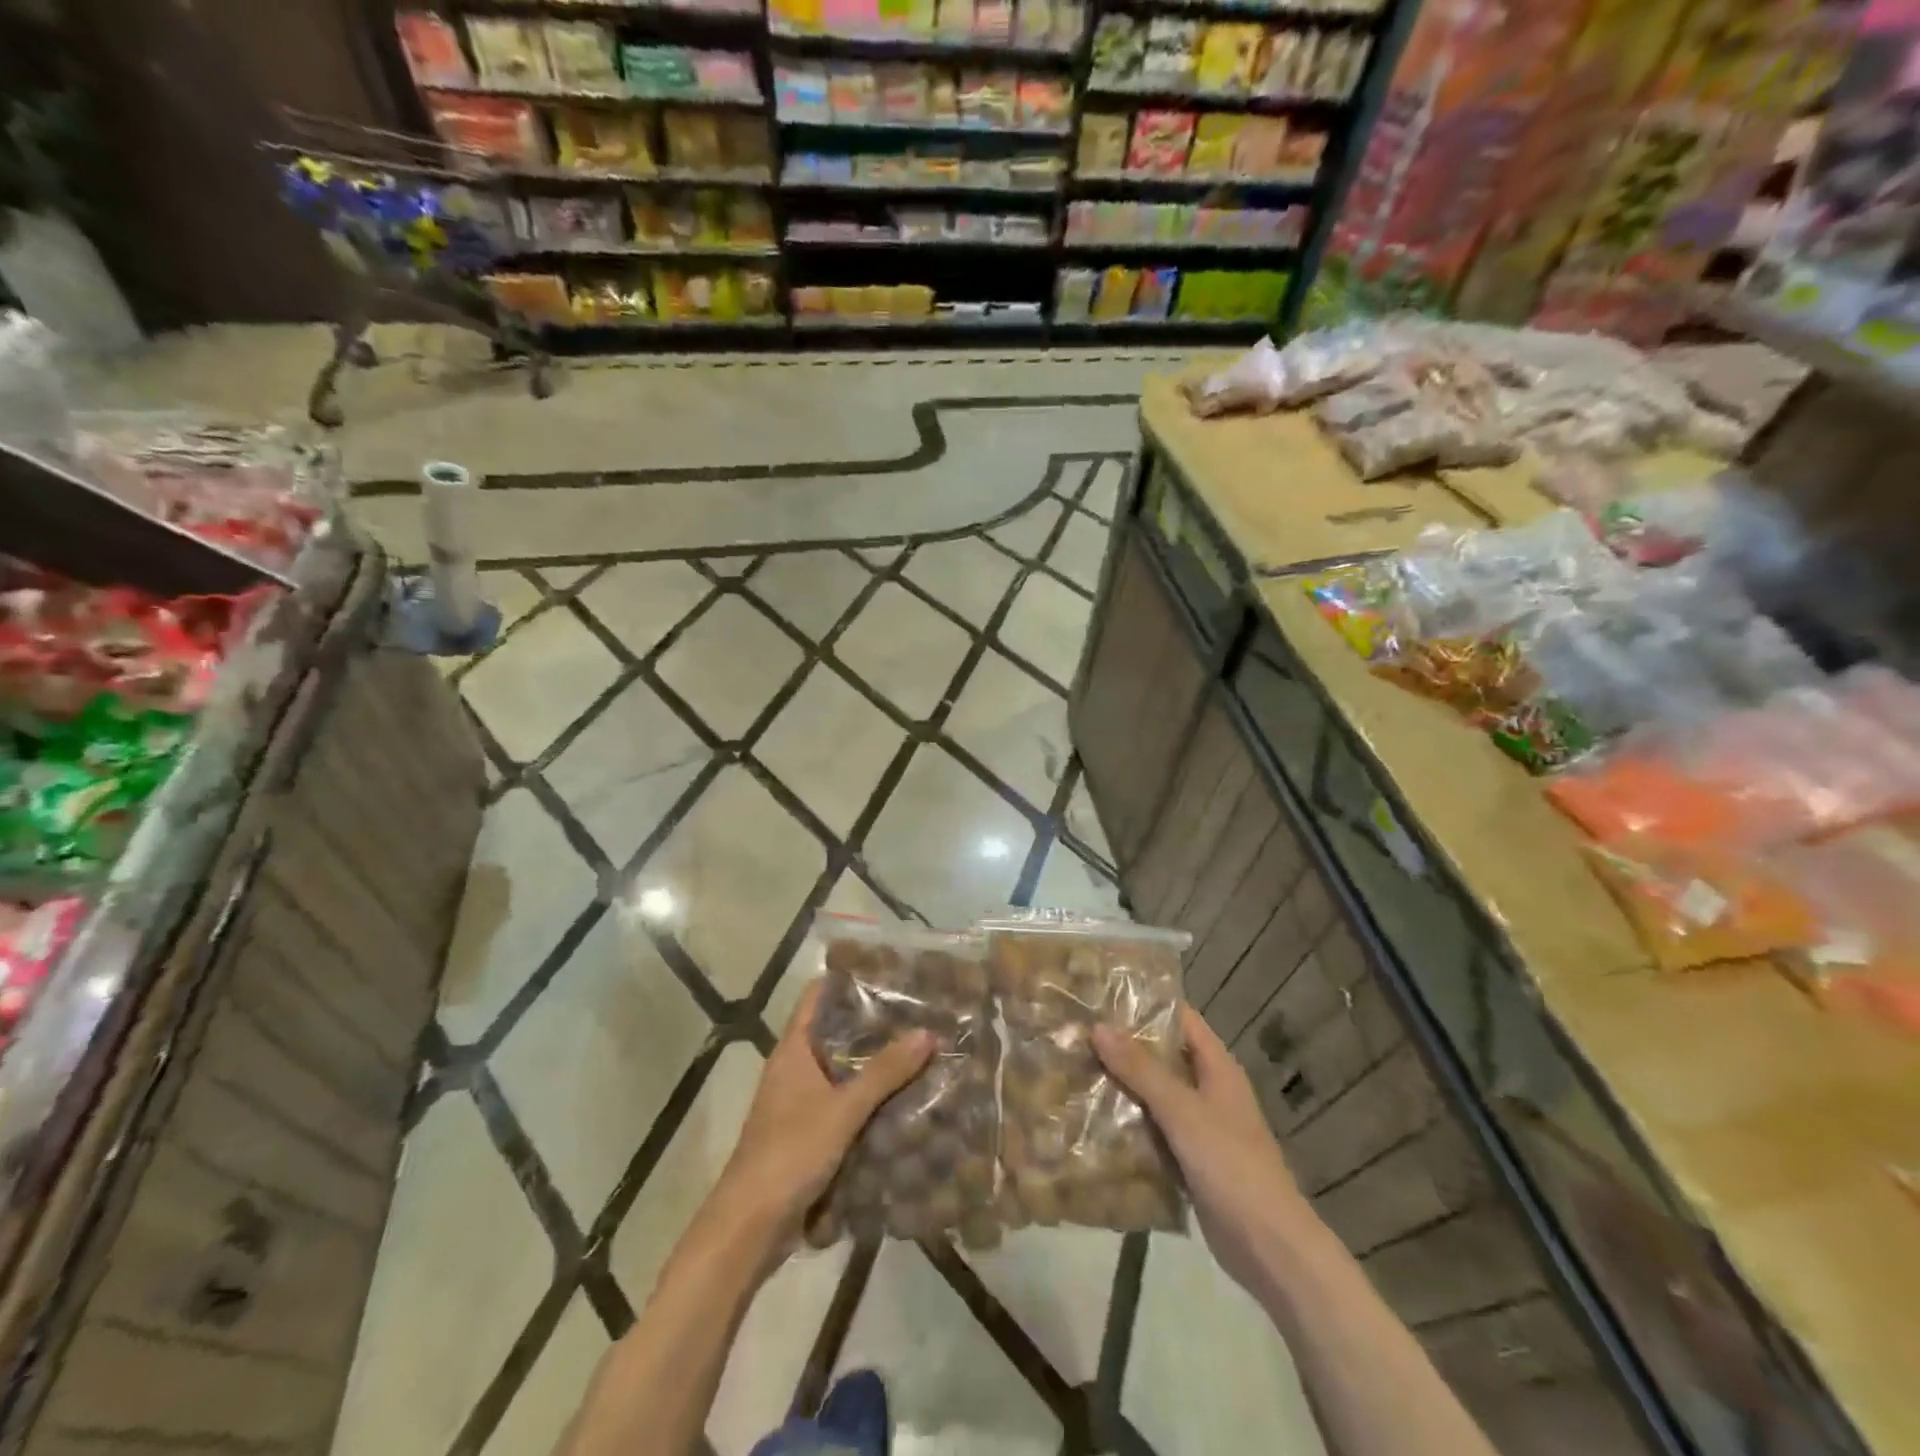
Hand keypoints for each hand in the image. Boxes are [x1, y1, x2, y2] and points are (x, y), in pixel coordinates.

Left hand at [707, 981, 934, 1247]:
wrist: (749, 1228)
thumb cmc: (790, 1153)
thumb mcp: (843, 1109)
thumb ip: (885, 1072)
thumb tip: (927, 1032)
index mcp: (794, 1050)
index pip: (819, 996)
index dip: (849, 979)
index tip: (889, 970)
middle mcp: (795, 1068)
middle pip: (836, 1032)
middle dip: (874, 1024)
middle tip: (918, 1011)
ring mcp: (800, 1102)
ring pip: (843, 1070)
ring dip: (875, 1064)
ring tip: (920, 1049)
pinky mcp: (808, 1134)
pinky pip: (844, 1104)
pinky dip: (869, 1099)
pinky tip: (904, 1100)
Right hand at [1093, 1005, 1312, 1293]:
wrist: (1270, 1249)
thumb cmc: (1232, 1166)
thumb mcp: (1183, 1111)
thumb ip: (1141, 1069)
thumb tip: (1098, 1026)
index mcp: (1217, 1067)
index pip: (1179, 1017)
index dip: (1145, 1003)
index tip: (1101, 994)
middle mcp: (1209, 1089)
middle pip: (1162, 1054)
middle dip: (1123, 1045)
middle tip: (1077, 1031)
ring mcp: (1200, 1125)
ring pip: (1154, 1093)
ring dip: (1122, 1084)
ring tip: (1074, 1067)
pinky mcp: (1189, 1159)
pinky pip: (1153, 1129)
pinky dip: (1128, 1121)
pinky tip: (1092, 1118)